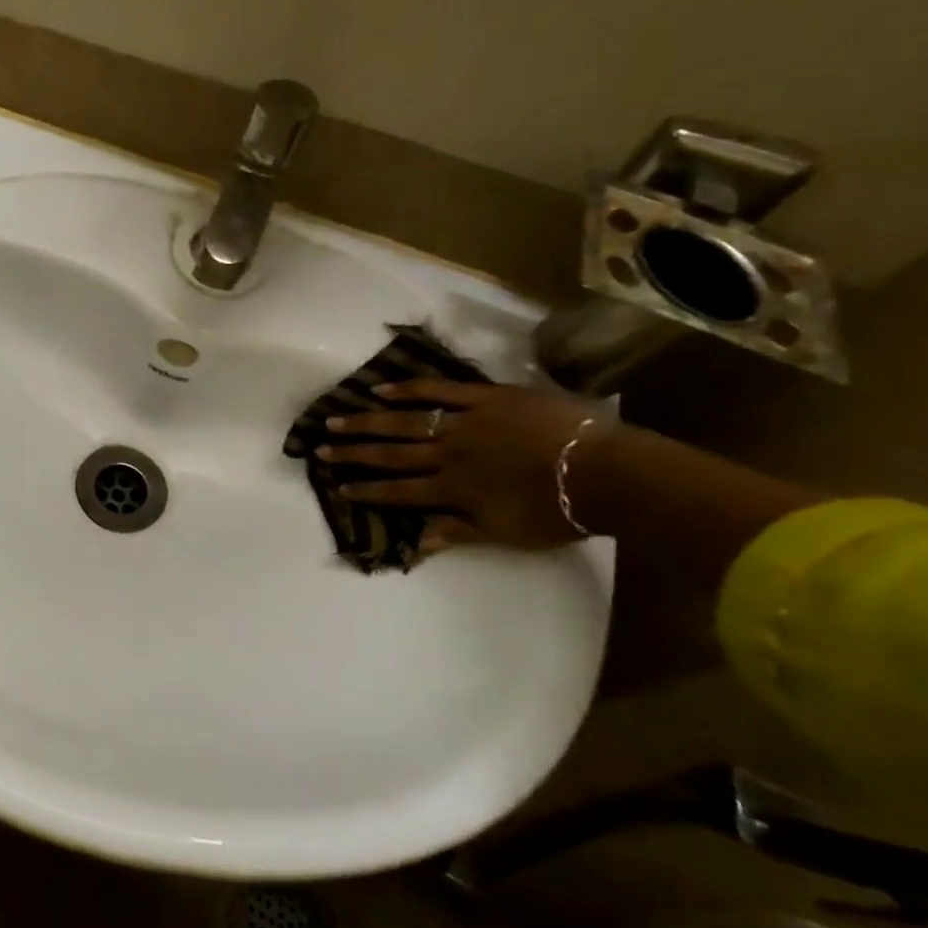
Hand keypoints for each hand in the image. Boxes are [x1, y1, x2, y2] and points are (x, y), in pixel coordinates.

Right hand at [320, 380, 604, 550]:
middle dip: (353, 453)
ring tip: (336, 419)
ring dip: (367, 421)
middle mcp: (448, 455)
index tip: (339, 488)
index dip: (367, 490)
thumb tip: (417, 539)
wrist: (607, 473)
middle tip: (320, 448)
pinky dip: (409, 389)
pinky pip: (440, 390)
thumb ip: (460, 531)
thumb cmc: (560, 512)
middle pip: (391, 453)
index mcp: (453, 489)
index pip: (399, 491)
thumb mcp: (508, 533)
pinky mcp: (485, 398)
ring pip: (405, 421)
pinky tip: (381, 389)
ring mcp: (464, 423)